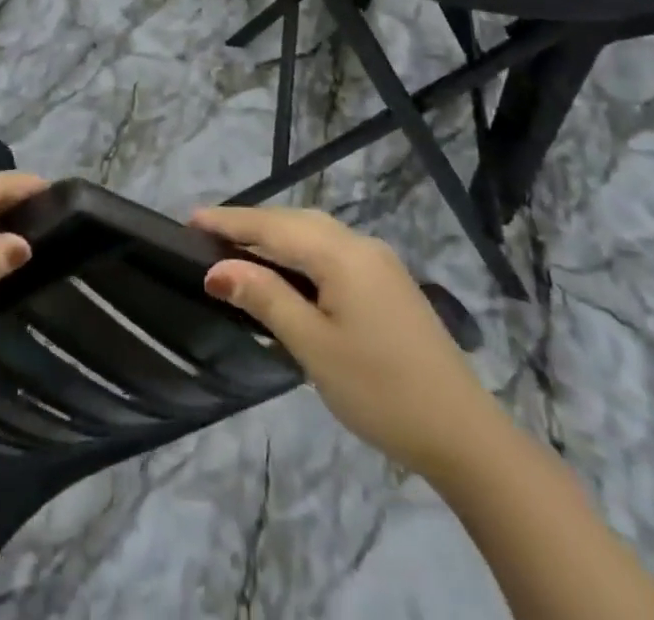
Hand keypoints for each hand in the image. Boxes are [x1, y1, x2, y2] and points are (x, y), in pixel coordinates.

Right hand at [190, 206, 500, 478]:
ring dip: (275, 237)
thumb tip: (217, 269)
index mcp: (341, 253)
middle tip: (207, 235)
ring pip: (314, 234)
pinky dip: (300, 253)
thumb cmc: (380, 389)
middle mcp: (360, 244)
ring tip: (237, 249)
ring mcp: (379, 262)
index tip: (190, 219)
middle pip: (294, 221)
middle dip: (250, 224)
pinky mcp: (388, 282)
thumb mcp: (314, 347)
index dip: (230, 222)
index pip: (272, 227)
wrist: (463, 433)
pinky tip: (286, 271)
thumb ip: (266, 298)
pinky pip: (332, 251)